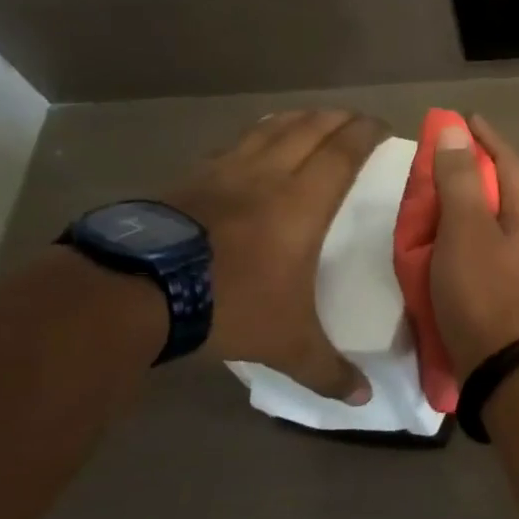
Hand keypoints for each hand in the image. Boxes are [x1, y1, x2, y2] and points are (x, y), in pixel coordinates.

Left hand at [164, 108, 387, 400]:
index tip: (382, 126)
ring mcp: (223, 173)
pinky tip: (251, 142)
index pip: (342, 153)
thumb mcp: (286, 344)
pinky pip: (232, 145)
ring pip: (269, 129)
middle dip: (337, 119)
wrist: (136, 292)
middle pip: (309, 130)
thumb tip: (364, 401)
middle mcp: (267, 177)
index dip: (365, 134)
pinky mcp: (188, 179)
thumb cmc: (228, 305)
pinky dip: (253, 135)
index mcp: (302, 204)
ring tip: (311, 117)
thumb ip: (327, 370)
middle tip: (354, 118)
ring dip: (296, 118)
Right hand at [431, 115, 518, 378]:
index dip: (485, 138)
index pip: (508, 162)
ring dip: (469, 204)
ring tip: (439, 200)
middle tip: (442, 160)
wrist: (500, 366)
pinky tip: (447, 246)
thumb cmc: (481, 291)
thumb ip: (460, 179)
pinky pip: (486, 249)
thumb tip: (456, 129)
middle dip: (475, 170)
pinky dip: (465, 236)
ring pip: (494, 221)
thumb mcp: (465, 229)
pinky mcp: (510, 292)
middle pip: (503, 190)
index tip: (464, 119)